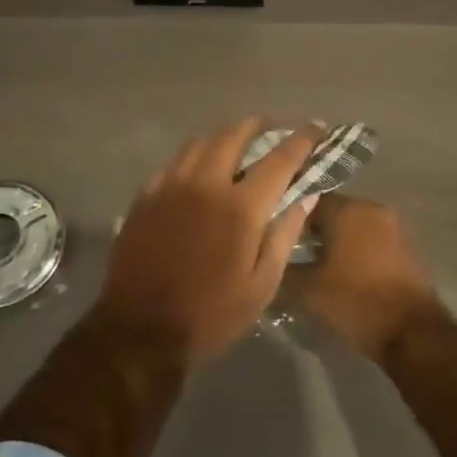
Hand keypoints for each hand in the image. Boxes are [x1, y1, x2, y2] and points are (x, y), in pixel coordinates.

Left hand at [96, 118, 320, 366]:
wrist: (140, 330)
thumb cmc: (210, 315)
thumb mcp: (262, 286)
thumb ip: (285, 235)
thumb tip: (307, 195)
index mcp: (240, 207)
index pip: (280, 159)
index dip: (302, 139)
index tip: (317, 128)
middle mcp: (205, 185)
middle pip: (234, 136)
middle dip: (259, 126)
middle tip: (273, 129)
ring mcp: (170, 187)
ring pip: (199, 143)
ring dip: (224, 137)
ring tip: (237, 143)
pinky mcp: (145, 197)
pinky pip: (173, 163)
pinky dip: (193, 158)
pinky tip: (197, 170)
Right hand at [289, 195, 446, 360]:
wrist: (413, 333)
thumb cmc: (356, 302)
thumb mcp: (307, 290)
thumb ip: (282, 270)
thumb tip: (268, 264)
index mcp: (348, 210)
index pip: (308, 200)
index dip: (288, 218)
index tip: (274, 237)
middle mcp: (373, 209)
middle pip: (333, 212)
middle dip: (312, 231)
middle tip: (292, 253)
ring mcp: (395, 227)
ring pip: (354, 227)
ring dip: (336, 242)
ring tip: (316, 266)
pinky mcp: (408, 248)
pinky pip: (373, 241)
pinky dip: (357, 252)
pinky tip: (345, 274)